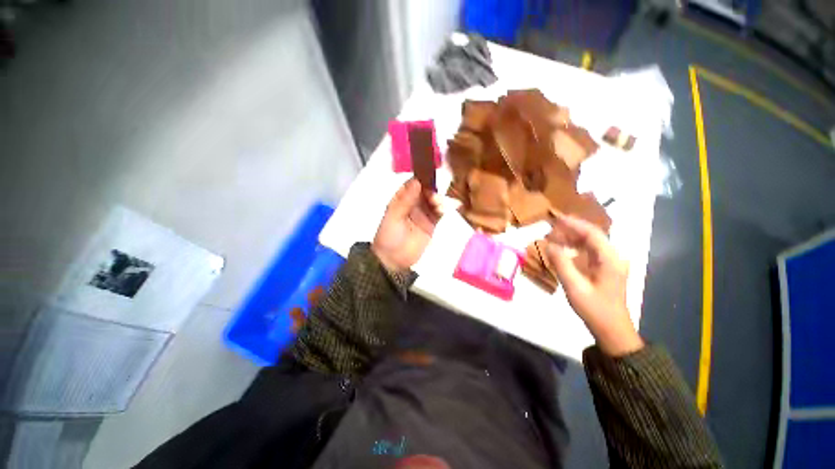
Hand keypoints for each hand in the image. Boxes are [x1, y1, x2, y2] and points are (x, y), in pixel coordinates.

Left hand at [372, 179, 438, 272]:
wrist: (394, 260)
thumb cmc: (389, 236)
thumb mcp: (394, 217)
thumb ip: (405, 200)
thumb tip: (417, 181)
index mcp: (401, 199)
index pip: (412, 184)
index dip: (420, 179)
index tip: (429, 177)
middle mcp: (413, 204)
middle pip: (425, 191)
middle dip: (432, 190)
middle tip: (434, 196)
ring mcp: (423, 214)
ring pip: (434, 201)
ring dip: (438, 199)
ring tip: (439, 205)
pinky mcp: (431, 224)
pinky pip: (439, 213)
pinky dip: (443, 209)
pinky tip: (445, 209)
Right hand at [544, 214, 643, 356]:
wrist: (611, 328)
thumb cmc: (594, 308)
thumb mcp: (574, 286)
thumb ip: (561, 263)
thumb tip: (549, 245)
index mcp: (610, 259)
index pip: (592, 233)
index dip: (574, 224)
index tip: (556, 218)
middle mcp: (613, 257)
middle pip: (592, 236)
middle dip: (571, 230)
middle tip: (551, 228)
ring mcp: (611, 263)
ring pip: (591, 243)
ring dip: (572, 238)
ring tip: (553, 236)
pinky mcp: (606, 269)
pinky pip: (590, 252)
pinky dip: (575, 248)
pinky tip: (563, 249)